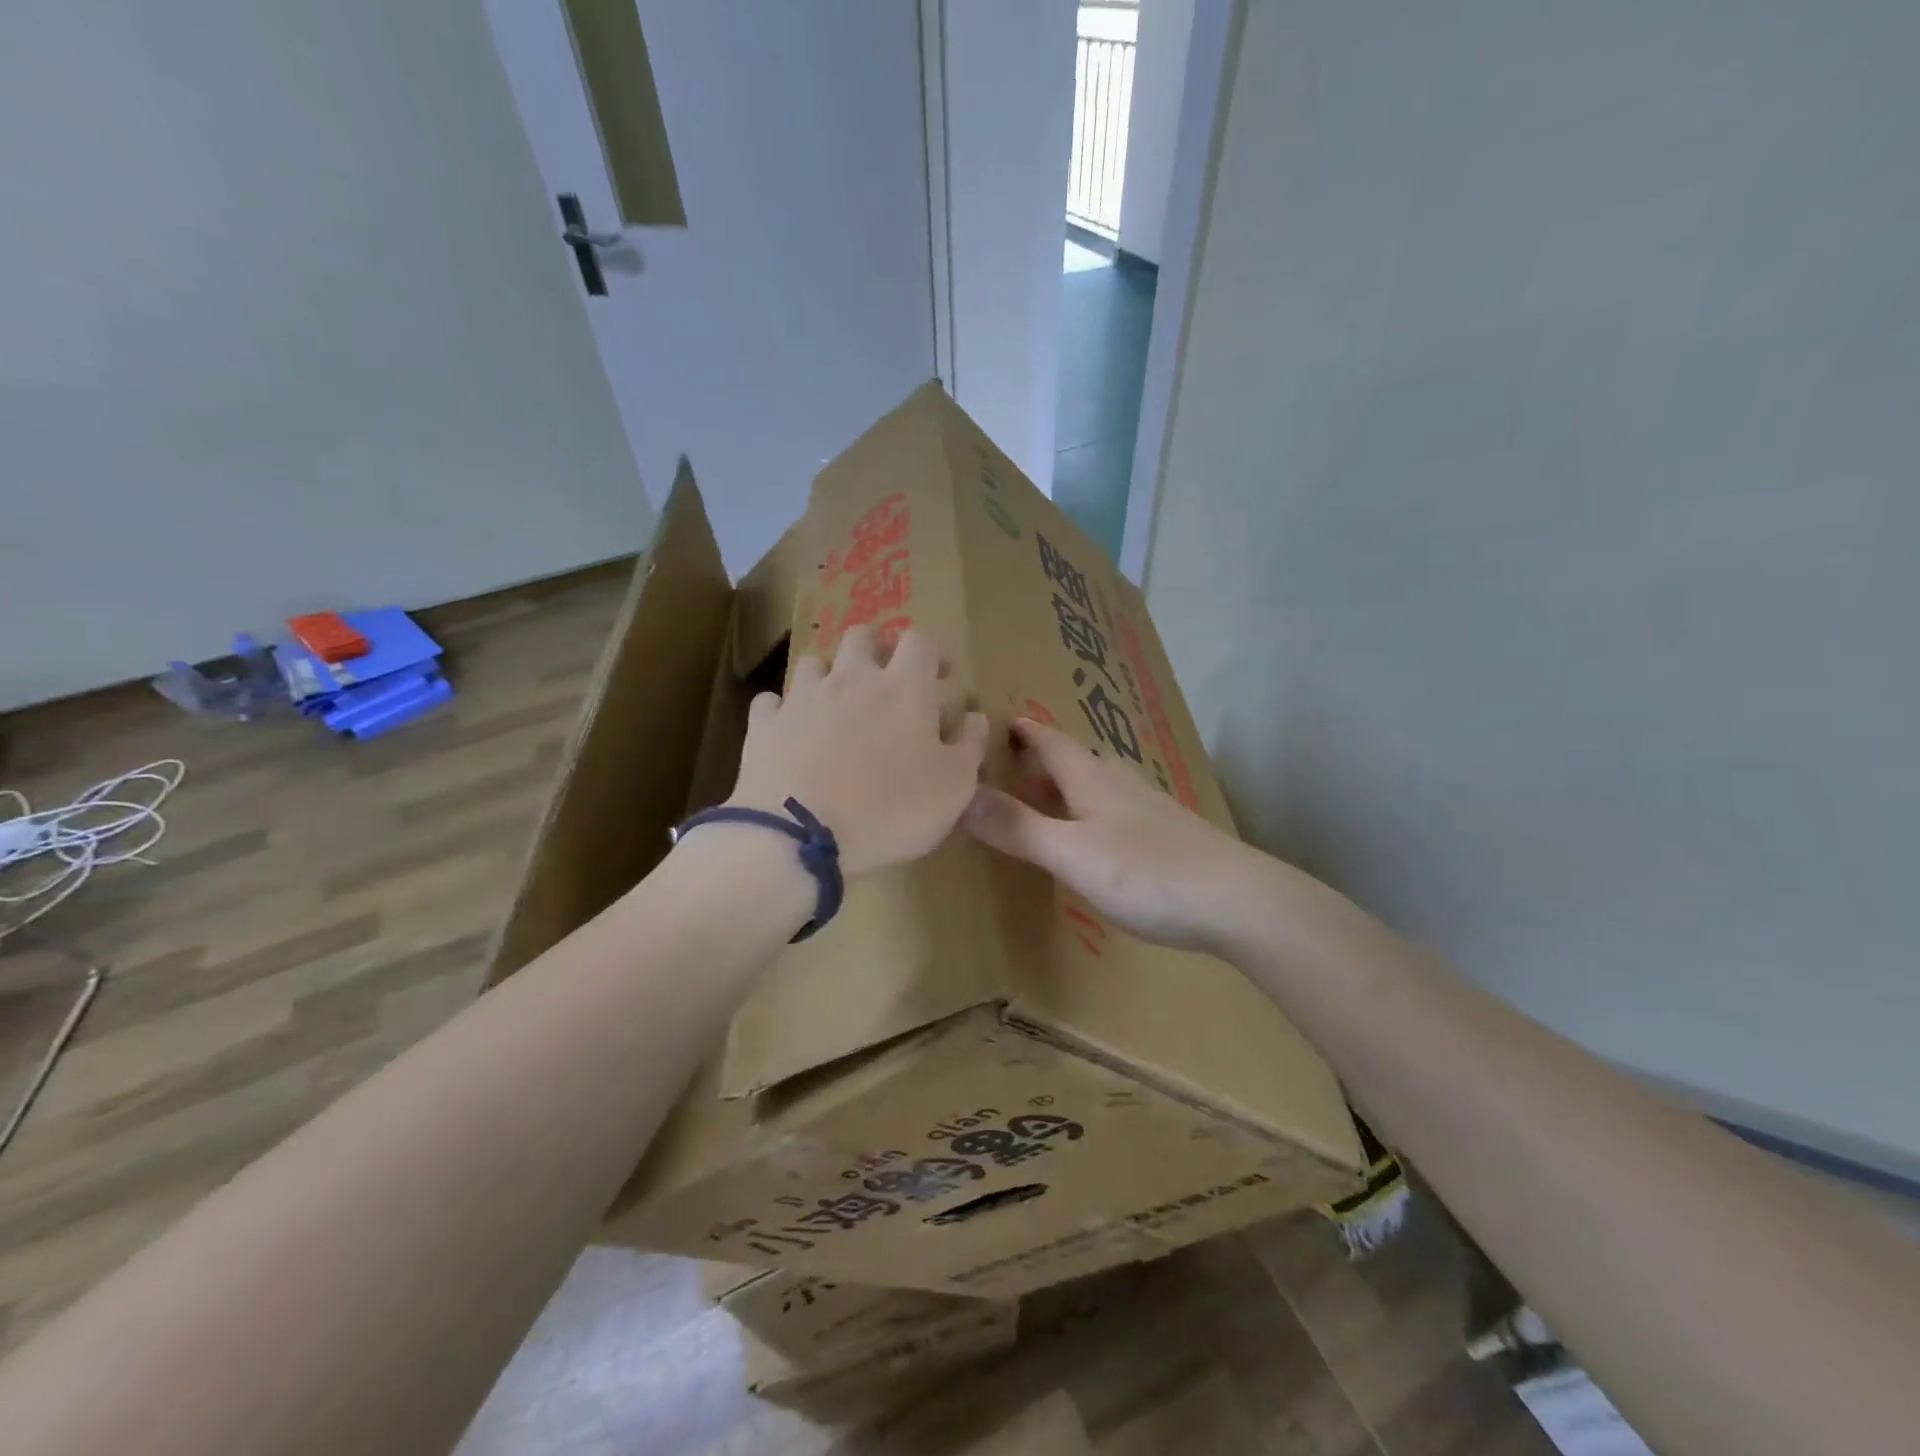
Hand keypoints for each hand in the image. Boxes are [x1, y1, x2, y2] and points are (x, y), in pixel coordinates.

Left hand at [727, 625, 989, 878]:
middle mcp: (850, 679)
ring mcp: (801, 699)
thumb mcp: (954, 788)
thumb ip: (970, 745)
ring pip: (813, 662)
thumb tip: (974, 716)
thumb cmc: (890, 811)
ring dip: (829, 675)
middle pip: (861, 636)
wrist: (800, 840)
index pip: (920, 640)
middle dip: (877, 649)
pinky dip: (783, 710)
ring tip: (837, 705)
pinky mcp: (763, 725)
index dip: (934, 650)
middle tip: (887, 681)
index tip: (941, 674)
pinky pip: (771, 702)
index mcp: (902, 687)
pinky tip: (790, 731)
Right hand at [961, 718, 1257, 949]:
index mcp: (1093, 781)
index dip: (1028, 732)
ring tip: (1055, 796)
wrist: (1237, 900)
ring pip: (1105, 783)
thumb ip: (1018, 828)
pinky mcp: (1173, 835)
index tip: (1005, 720)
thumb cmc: (1147, 872)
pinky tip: (1104, 834)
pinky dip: (1099, 810)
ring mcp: (1152, 809)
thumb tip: (960, 795)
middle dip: (1049, 757)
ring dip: (1075, 783)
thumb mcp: (1071, 854)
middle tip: (1019, 763)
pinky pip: (1124, 809)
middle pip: (1080, 759)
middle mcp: (1122, 785)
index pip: (1053, 743)